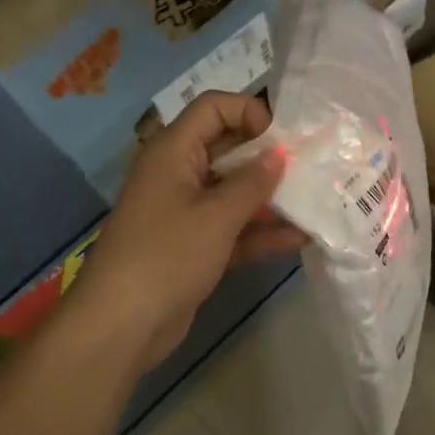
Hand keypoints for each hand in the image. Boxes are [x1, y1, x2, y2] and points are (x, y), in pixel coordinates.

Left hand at [66, 91, 304, 370]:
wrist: (120, 327)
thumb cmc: (167, 255)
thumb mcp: (216, 216)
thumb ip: (253, 182)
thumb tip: (279, 154)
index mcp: (174, 150)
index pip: (213, 107)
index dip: (249, 112)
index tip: (283, 137)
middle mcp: (179, 172)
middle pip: (228, 147)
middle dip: (267, 155)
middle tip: (310, 165)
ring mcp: (186, 211)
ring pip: (233, 190)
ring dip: (269, 196)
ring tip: (314, 200)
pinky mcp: (194, 245)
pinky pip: (232, 227)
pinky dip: (260, 231)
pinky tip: (299, 238)